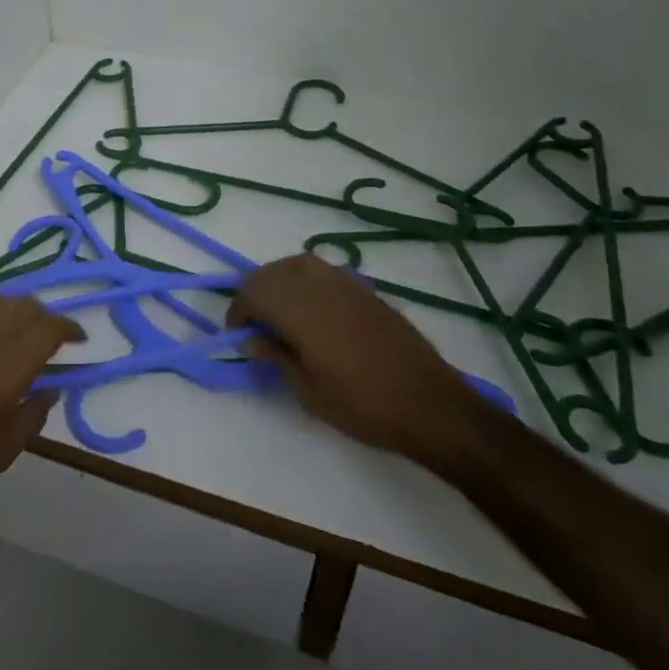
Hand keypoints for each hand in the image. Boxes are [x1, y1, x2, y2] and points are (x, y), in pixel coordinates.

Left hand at [0, 296, 82, 520]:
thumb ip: (34, 414)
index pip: (51, 327)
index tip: (78, 339)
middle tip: (45, 339)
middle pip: (26, 305)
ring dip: (10, 312)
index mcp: (12, 361)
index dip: (69, 328)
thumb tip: (52, 388)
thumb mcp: (4, 449)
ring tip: (9, 333)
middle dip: (42, 318)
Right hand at [229, 253, 490, 469]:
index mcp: (300, 310)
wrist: (430, 405)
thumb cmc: (363, 405)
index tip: (238, 334)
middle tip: (256, 325)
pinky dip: (306, 281)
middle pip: (271, 272)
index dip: (238, 310)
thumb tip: (251, 339)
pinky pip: (324, 271)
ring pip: (297, 263)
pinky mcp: (365, 289)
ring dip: (280, 281)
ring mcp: (345, 283)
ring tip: (281, 312)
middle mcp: (319, 286)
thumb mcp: (309, 392)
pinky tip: (313, 309)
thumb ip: (277, 357)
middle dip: (255, 293)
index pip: (253, 292)